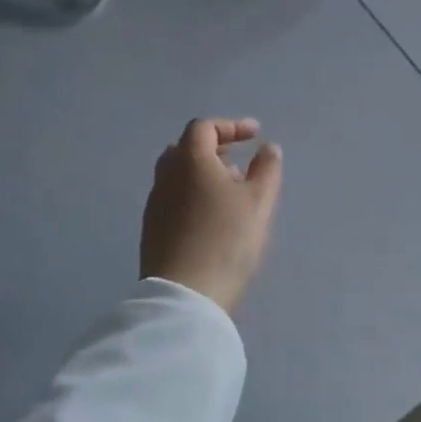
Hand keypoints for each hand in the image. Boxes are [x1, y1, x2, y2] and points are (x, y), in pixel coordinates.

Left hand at [140, 118, 283, 313]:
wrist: (185, 295)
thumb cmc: (226, 240)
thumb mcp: (259, 202)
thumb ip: (266, 169)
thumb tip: (268, 148)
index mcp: (189, 160)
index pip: (204, 128)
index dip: (231, 126)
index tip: (255, 135)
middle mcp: (166, 176)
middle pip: (186, 148)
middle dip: (215, 148)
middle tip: (240, 161)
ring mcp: (155, 203)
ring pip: (179, 175)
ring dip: (205, 173)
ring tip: (232, 192)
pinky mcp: (152, 229)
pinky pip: (174, 197)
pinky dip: (194, 194)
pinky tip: (214, 217)